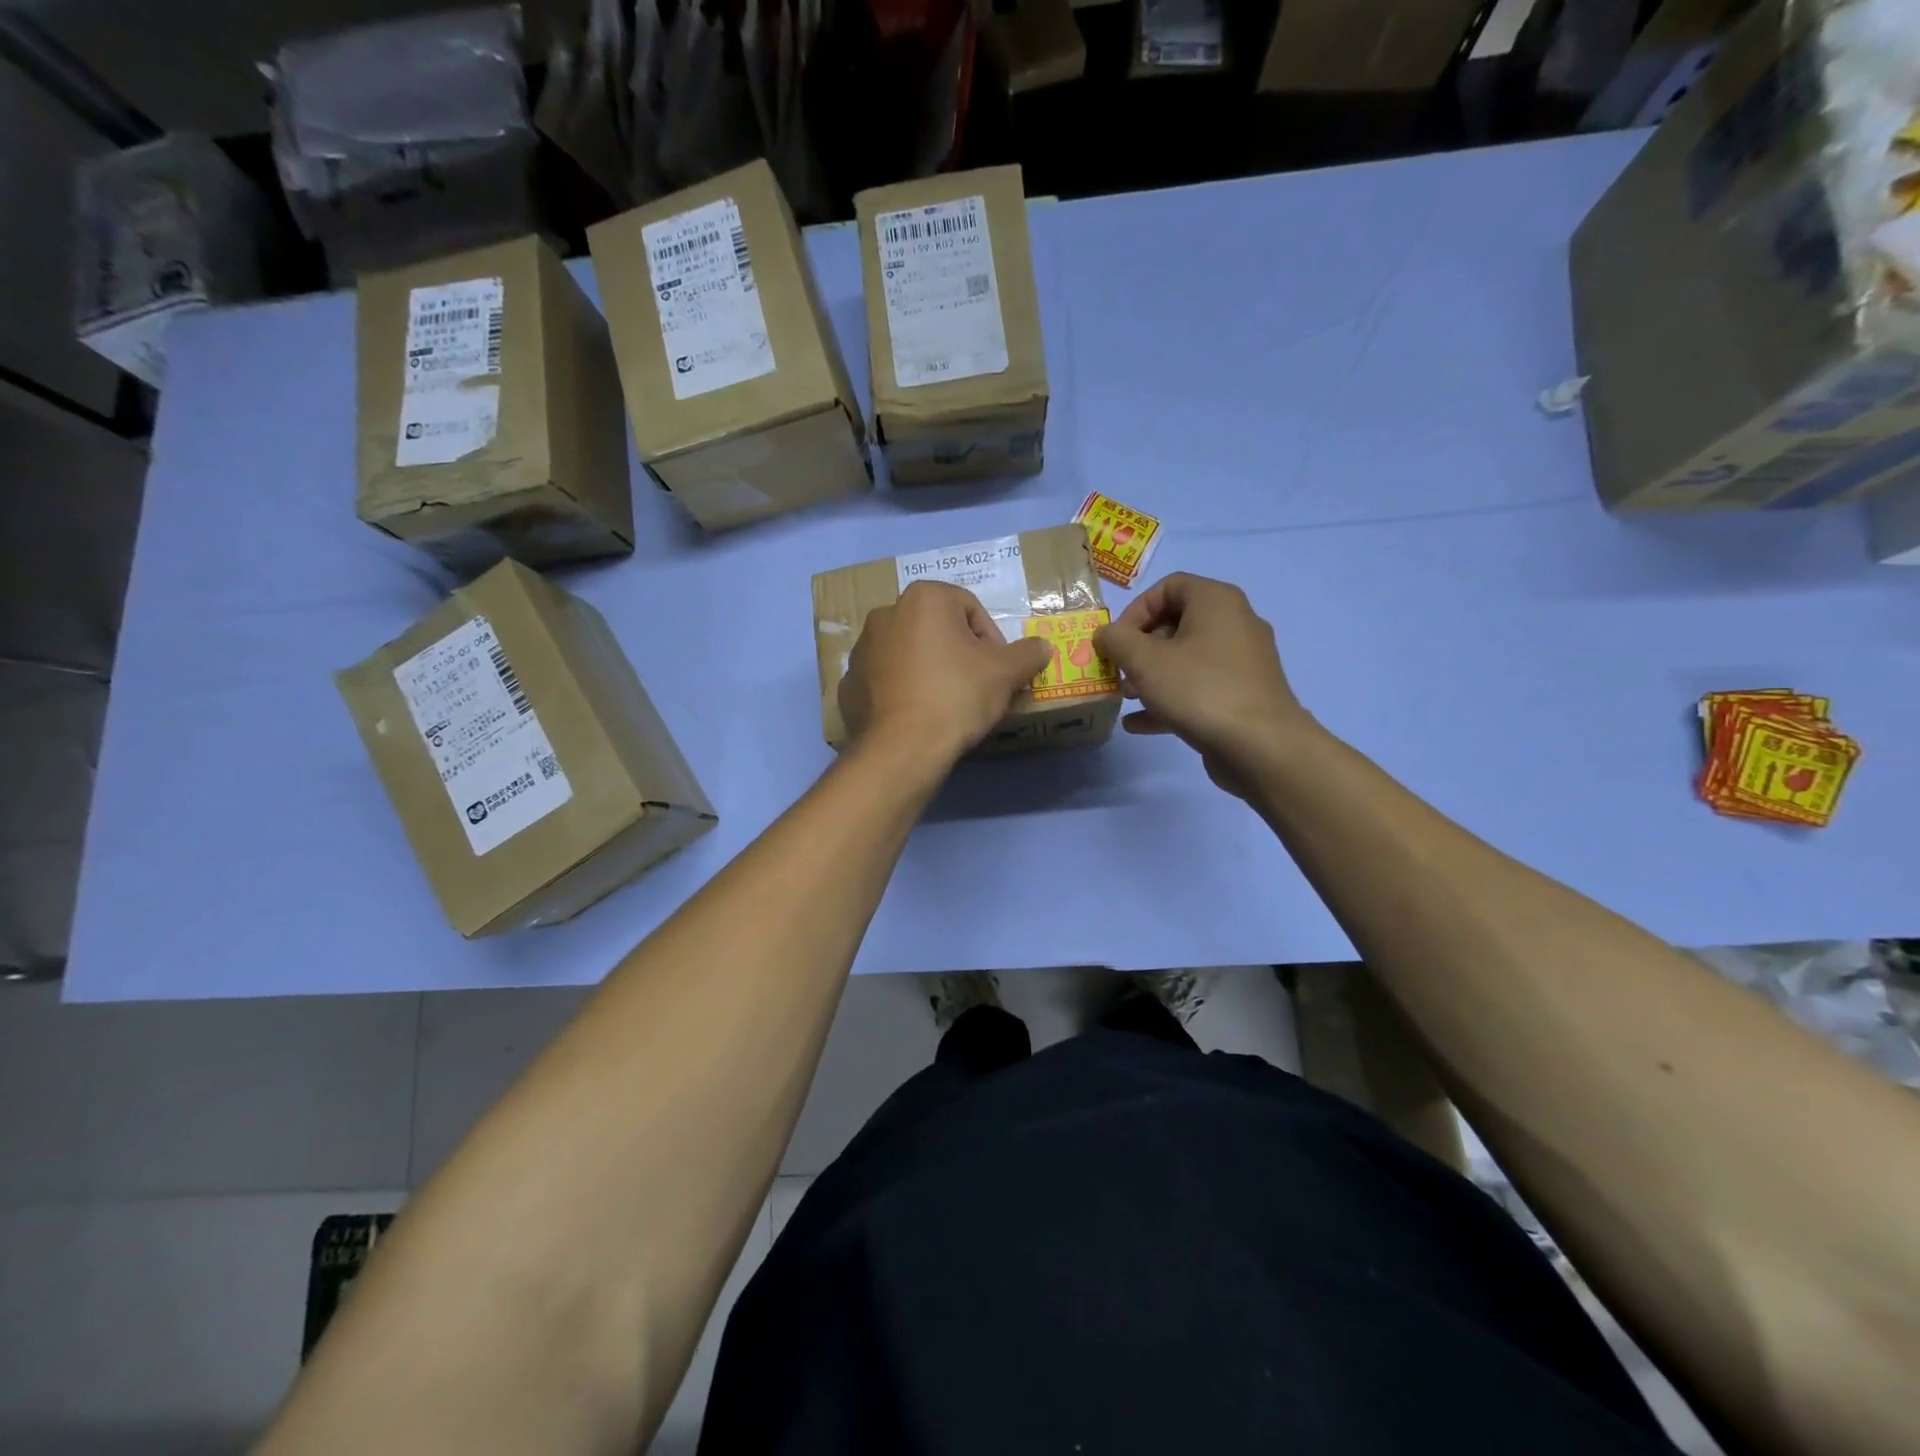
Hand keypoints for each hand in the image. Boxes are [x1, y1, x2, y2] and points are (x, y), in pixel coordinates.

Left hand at [840, 581, 1052, 766]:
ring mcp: (862, 648)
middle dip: (960, 654)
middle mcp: (886, 612)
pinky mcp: (849, 683)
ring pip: (910, 653)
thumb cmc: (956, 696)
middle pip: (939, 629)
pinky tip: (918, 716)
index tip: (999, 672)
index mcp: (923, 597)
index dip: (993, 641)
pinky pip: (887, 680)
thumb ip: (1028, 652)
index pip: (972, 609)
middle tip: (977, 688)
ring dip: (931, 670)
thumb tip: (1042, 647)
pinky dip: (903, 691)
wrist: (901, 748)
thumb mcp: (1006, 673)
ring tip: (947, 704)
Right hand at [1092, 573, 1310, 795]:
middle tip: (1118, 670)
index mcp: (1216, 601)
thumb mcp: (1144, 661)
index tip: (1116, 640)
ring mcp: (1242, 662)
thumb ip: (1116, 641)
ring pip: (1186, 659)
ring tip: (1126, 697)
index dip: (1135, 610)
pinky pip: (1199, 688)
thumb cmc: (1199, 689)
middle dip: (1140, 647)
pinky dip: (1169, 699)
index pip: (1169, 586)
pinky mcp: (1242, 695)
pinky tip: (1138, 724)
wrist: (1260, 746)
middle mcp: (1234, 623)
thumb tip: (1104, 635)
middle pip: (1177, 623)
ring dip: (1151, 675)